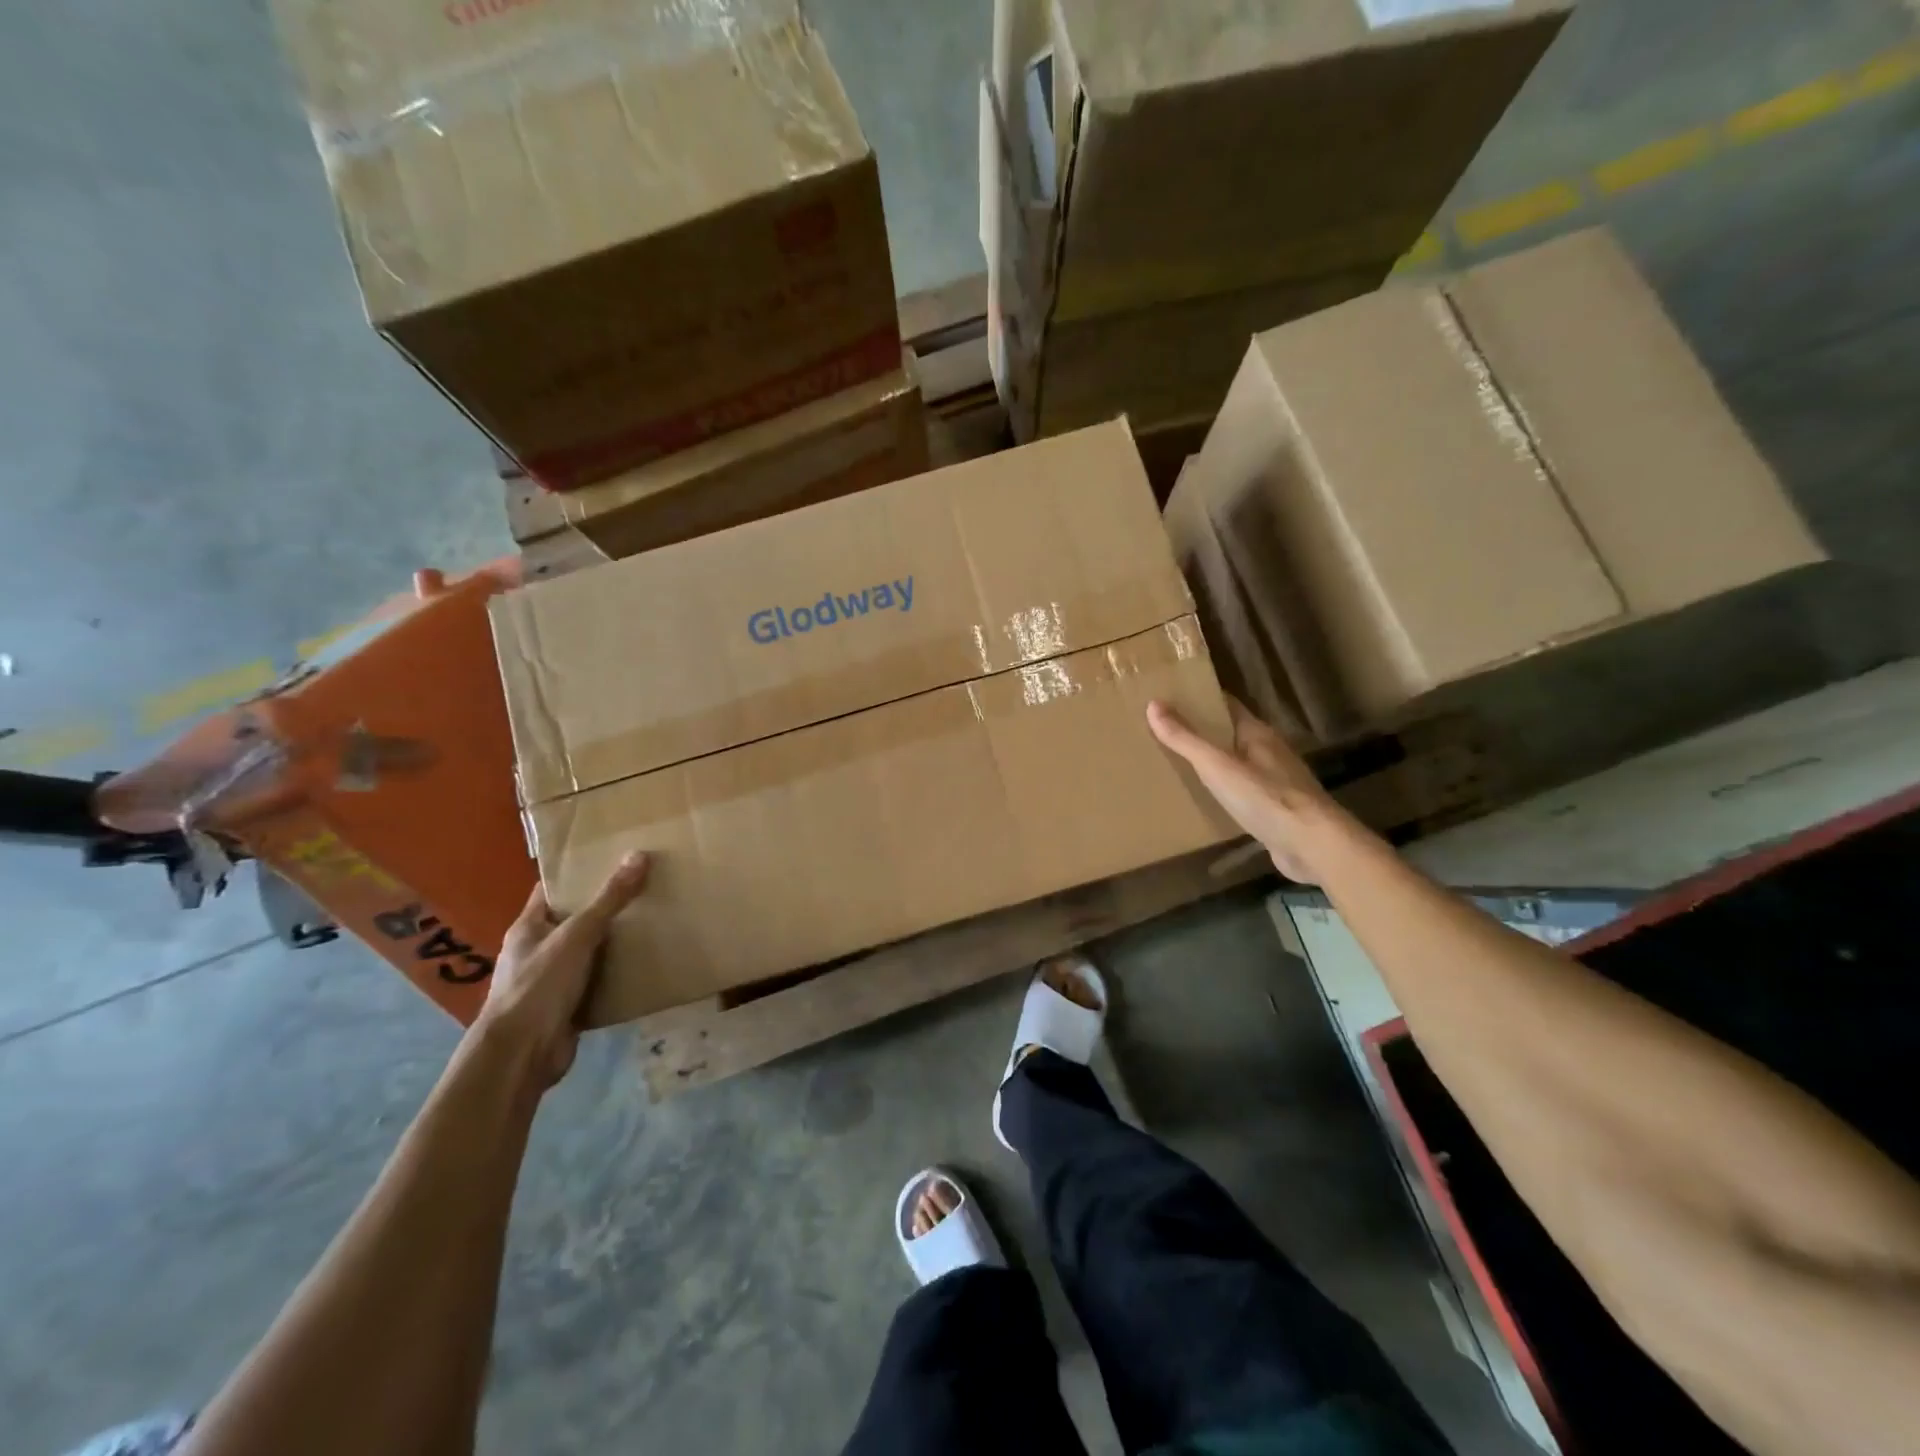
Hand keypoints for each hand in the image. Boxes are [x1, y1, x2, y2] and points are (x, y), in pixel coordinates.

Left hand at [476, 851, 650, 1085]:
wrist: (521, 1056)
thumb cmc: (539, 986)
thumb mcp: (577, 935)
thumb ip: (609, 899)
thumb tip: (639, 855)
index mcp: (528, 928)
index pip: (551, 890)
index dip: (577, 873)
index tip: (611, 858)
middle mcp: (537, 951)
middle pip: (573, 920)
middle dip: (604, 906)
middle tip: (644, 886)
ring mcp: (551, 981)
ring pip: (588, 952)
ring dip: (614, 942)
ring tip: (653, 919)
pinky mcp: (568, 1007)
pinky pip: (597, 982)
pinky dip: (617, 974)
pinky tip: (645, 963)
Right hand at [1147, 697, 1345, 882]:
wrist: (1313, 845)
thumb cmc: (1265, 798)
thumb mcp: (1217, 766)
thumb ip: (1185, 739)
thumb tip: (1153, 704)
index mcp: (1257, 734)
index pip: (1227, 705)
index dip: (1201, 699)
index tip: (1171, 697)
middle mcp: (1269, 752)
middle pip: (1232, 733)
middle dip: (1203, 731)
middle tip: (1166, 731)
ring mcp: (1276, 782)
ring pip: (1239, 763)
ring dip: (1215, 761)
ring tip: (1180, 764)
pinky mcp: (1277, 809)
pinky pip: (1245, 791)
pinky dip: (1225, 790)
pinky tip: (1209, 799)